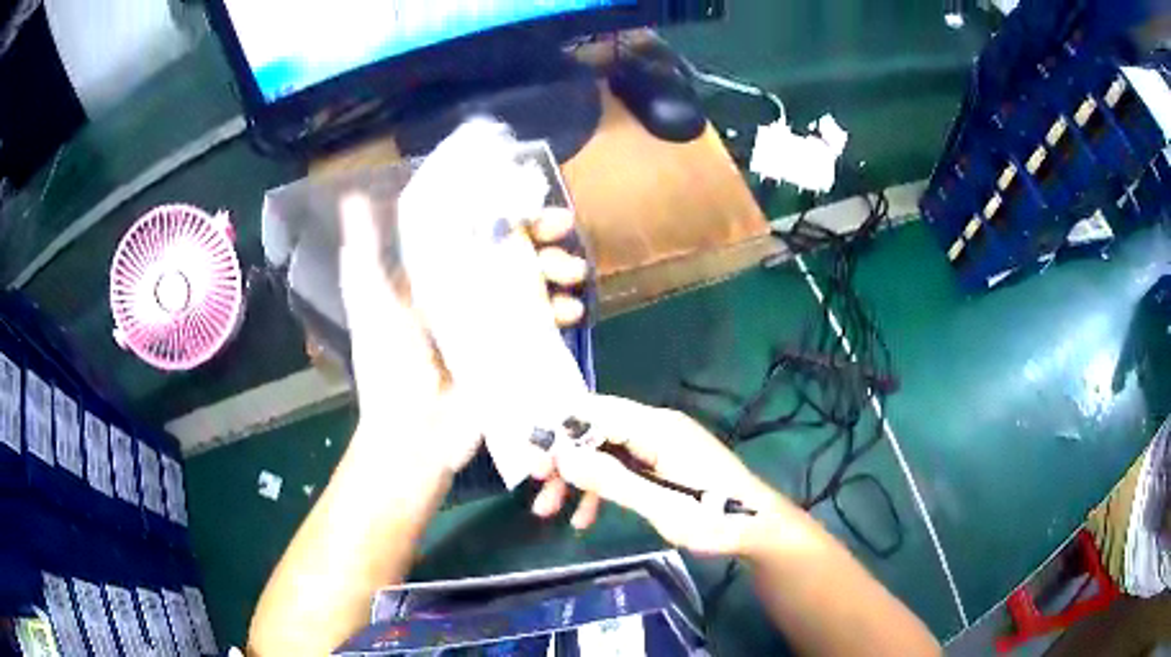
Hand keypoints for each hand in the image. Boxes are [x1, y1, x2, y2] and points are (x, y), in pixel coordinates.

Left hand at [338, 193, 591, 490]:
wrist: (416, 437)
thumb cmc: (388, 370)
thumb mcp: (371, 308)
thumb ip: (364, 259)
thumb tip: (353, 199)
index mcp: (438, 280)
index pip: (475, 234)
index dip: (502, 213)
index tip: (528, 200)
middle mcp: (469, 296)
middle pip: (512, 255)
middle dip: (542, 238)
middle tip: (563, 229)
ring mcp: (496, 325)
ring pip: (535, 285)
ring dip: (559, 271)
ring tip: (571, 274)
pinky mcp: (516, 354)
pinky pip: (546, 325)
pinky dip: (563, 312)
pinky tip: (571, 311)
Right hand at [551, 395, 807, 555]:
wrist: (758, 528)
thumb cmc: (715, 516)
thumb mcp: (661, 504)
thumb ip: (612, 479)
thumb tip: (563, 455)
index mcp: (656, 427)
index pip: (594, 412)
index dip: (559, 432)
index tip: (533, 463)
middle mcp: (655, 428)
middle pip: (594, 431)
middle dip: (562, 459)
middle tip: (536, 488)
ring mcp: (658, 446)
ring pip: (603, 452)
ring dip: (575, 478)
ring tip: (548, 511)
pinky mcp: (662, 464)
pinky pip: (620, 469)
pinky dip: (599, 489)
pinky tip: (583, 517)